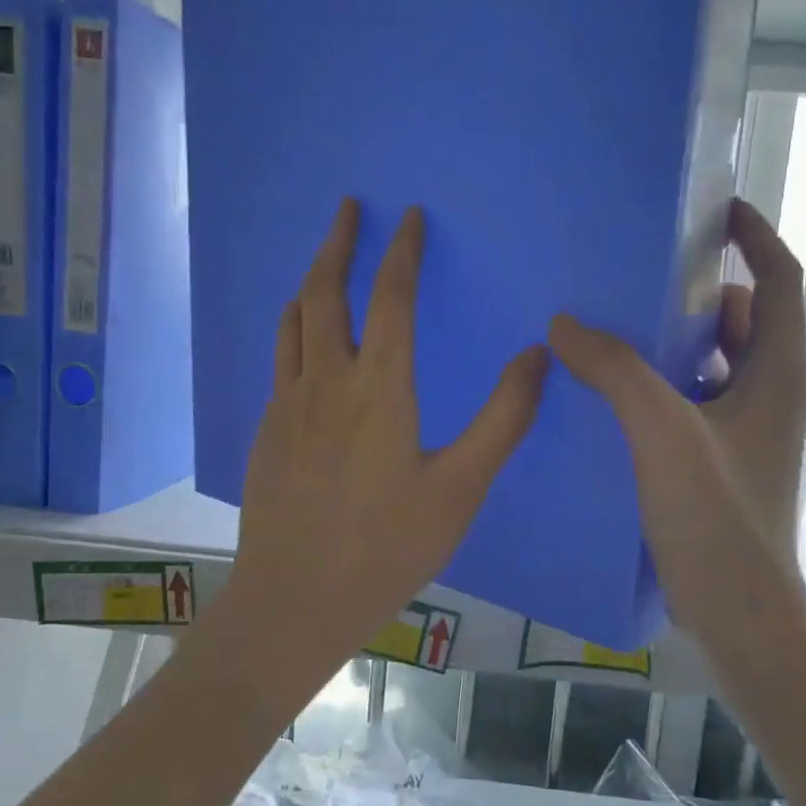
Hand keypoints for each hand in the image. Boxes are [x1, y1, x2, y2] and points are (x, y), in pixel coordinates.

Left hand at [230, 199, 549, 673]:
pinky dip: (295, 328)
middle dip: (338, 243)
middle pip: (325, 291)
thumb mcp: (460, 488)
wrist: (296, 597)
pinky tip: (304, 342)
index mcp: (379, 386)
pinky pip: (281, 358)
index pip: (390, 296)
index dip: (400, 251)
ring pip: (293, 321)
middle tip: (348, 208)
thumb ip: (503, 419)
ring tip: (323, 263)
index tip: (407, 215)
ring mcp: (288, 404)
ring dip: (310, 282)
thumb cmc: (387, 546)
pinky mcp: (268, 430)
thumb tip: (537, 354)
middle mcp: (326, 380)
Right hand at [548, 199, 805, 637]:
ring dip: (672, 342)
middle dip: (699, 291)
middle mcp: (768, 395)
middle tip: (640, 272)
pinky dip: (658, 385)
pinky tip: (609, 393)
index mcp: (776, 375)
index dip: (754, 237)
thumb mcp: (663, 434)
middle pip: (742, 321)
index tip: (716, 208)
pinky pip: (689, 401)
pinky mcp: (717, 461)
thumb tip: (566, 323)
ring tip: (613, 327)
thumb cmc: (717, 519)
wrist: (739, 614)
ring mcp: (744, 431)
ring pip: (712, 364)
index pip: (779, 282)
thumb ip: (617, 372)